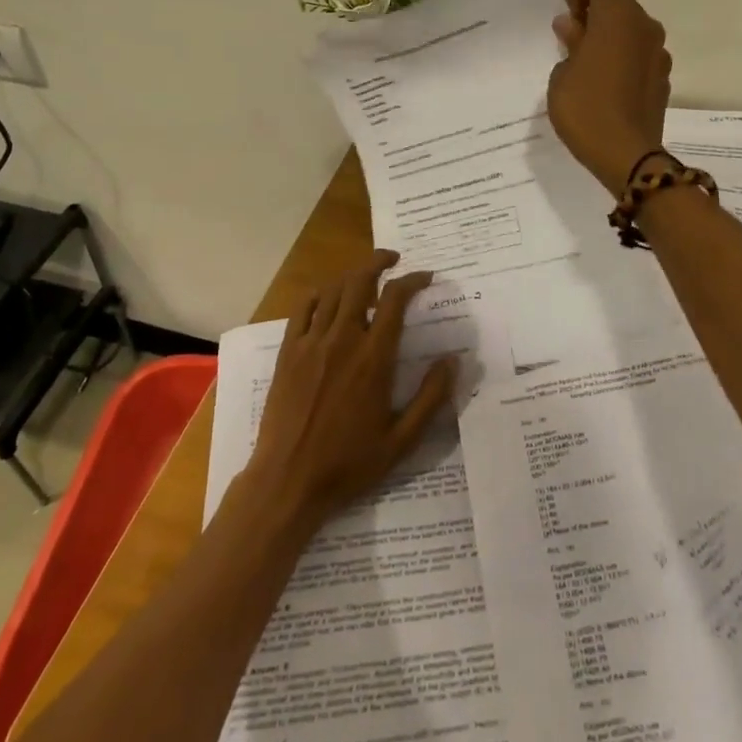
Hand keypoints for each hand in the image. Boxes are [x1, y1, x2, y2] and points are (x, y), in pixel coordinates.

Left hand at [240, 252, 455, 533]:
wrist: (288, 480)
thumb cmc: (349, 464)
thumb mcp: (402, 440)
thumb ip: (431, 398)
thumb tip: (454, 360)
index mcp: (374, 359)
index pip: (395, 300)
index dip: (412, 280)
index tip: (426, 277)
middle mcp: (343, 340)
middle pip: (360, 281)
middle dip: (379, 262)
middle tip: (394, 260)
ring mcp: (311, 343)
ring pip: (333, 290)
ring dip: (352, 274)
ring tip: (366, 275)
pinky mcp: (288, 352)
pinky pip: (303, 308)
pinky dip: (319, 293)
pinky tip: (328, 296)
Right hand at [547, 0, 672, 195]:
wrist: (628, 156)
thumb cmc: (586, 109)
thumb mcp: (562, 75)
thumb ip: (570, 43)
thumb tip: (574, 26)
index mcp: (618, 16)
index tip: (570, 20)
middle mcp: (644, 25)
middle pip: (618, 1)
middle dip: (594, 16)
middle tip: (572, 48)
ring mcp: (659, 52)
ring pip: (630, 29)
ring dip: (609, 39)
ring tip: (588, 72)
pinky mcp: (664, 76)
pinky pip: (639, 54)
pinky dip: (623, 59)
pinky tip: (607, 90)